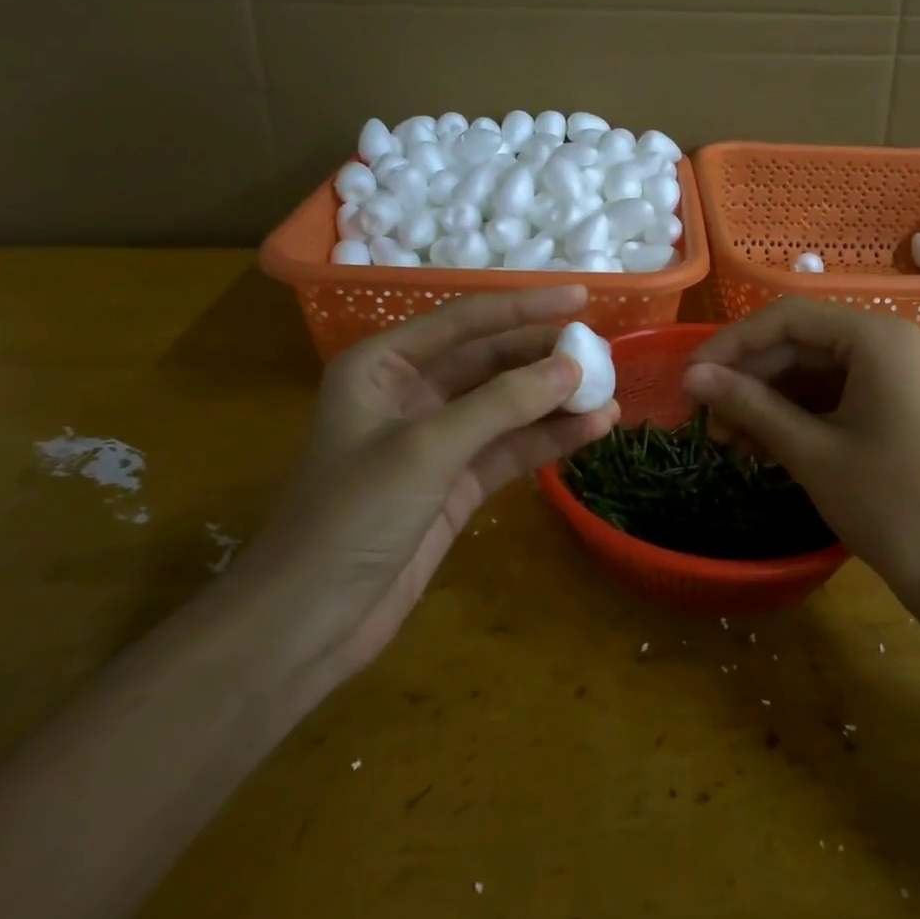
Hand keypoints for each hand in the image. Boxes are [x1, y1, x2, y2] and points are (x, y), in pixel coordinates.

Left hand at [239, 286, 618, 681]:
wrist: (309, 623)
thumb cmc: (351, 516)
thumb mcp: (427, 448)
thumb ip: (502, 403)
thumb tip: (572, 367)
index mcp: (383, 365)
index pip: (465, 321)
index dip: (524, 306)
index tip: (581, 296)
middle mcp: (410, 393)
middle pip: (491, 361)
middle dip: (545, 357)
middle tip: (603, 353)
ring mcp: (436, 439)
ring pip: (507, 406)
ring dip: (555, 401)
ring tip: (610, 393)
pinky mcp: (456, 482)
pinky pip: (510, 449)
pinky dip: (548, 440)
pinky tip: (592, 431)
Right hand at [682, 300, 919, 598]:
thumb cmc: (890, 507)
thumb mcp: (810, 452)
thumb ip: (748, 405)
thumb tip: (692, 376)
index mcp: (880, 338)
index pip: (789, 319)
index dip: (732, 344)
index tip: (690, 376)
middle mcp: (898, 340)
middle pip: (805, 343)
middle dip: (751, 380)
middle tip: (707, 420)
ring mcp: (908, 371)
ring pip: (821, 370)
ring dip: (772, 400)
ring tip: (729, 440)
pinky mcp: (909, 401)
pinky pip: (844, 392)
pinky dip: (804, 413)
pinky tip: (766, 443)